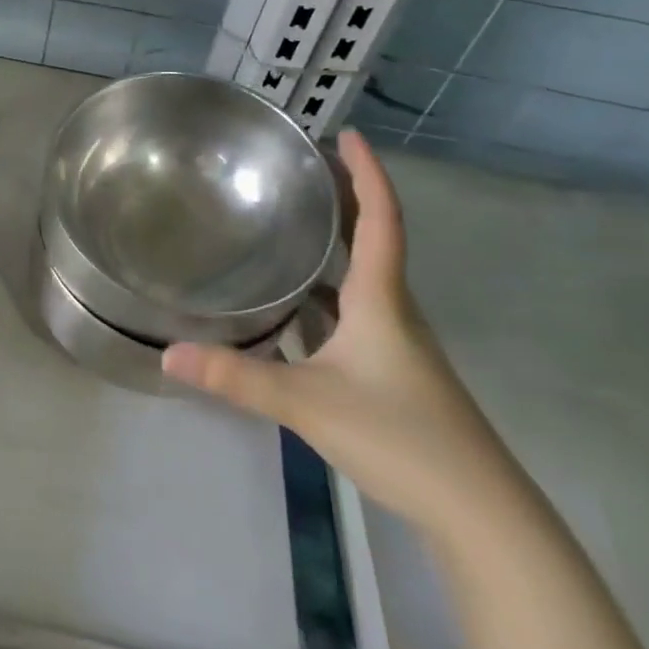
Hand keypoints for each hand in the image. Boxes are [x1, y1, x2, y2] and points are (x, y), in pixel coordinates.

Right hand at [162, 128, 522, 539]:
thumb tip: (168, 354)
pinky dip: (328, 293)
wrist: (480, 513)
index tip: (346, 135)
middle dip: (345, 198)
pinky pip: (356, 312)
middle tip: (305, 168)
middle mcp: (394, 311)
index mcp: (382, 300)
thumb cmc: (401, 438)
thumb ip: (237, 378)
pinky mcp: (393, 373)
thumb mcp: (308, 404)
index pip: (381, 219)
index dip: (367, 174)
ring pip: (364, 278)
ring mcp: (397, 344)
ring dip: (336, 244)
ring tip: (293, 223)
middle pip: (373, 239)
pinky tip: (296, 306)